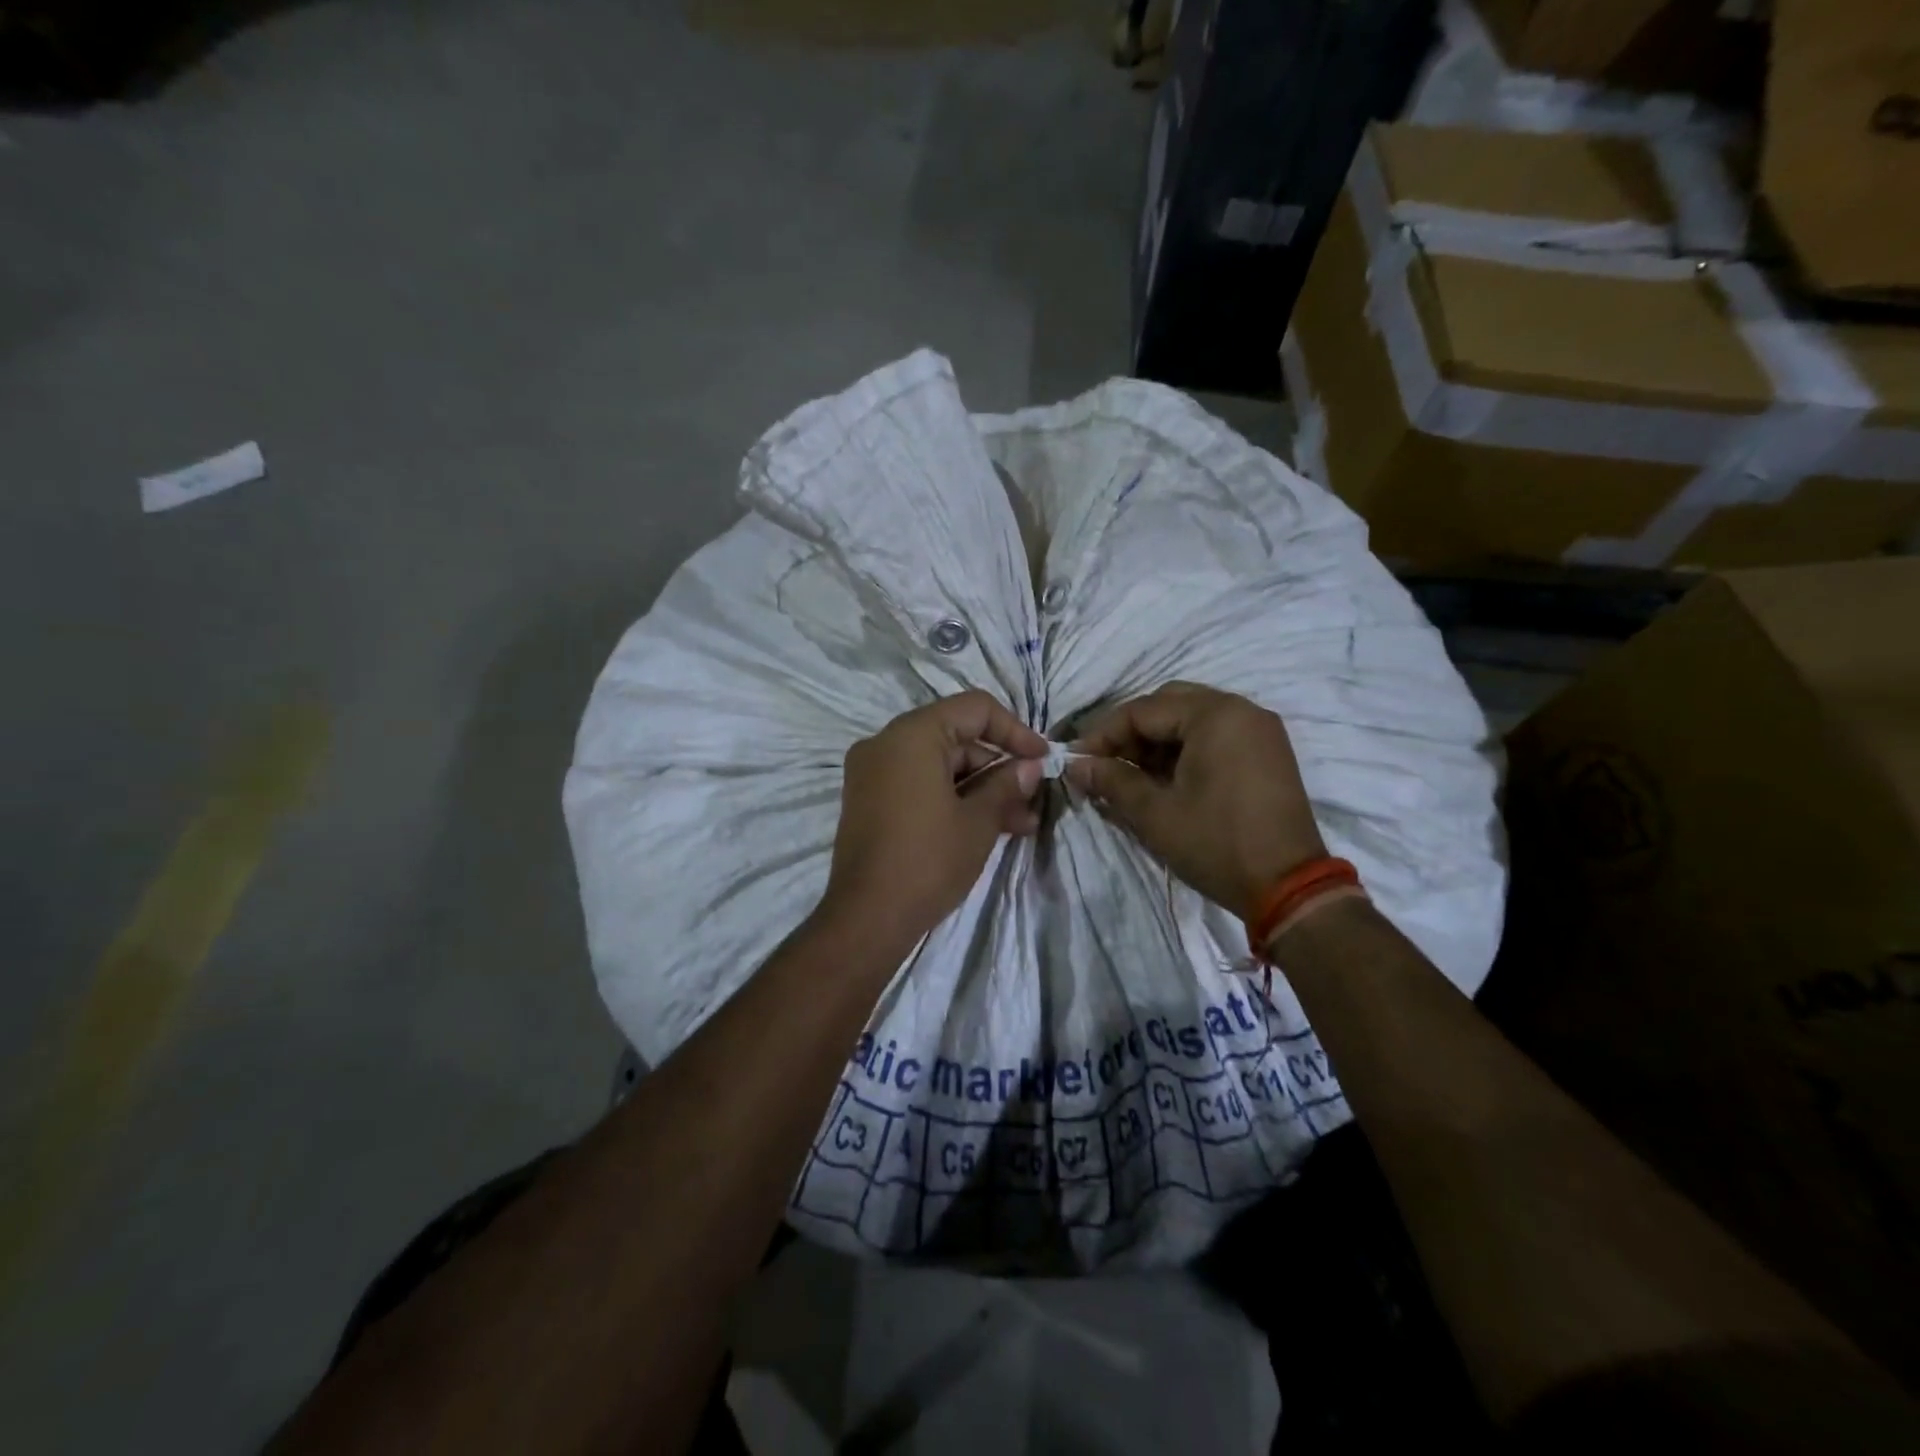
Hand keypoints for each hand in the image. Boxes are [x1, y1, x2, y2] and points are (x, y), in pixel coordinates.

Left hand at [822, 691, 1048, 948]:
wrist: (867, 919)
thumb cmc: (928, 861)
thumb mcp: (978, 822)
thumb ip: (1006, 785)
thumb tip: (1029, 767)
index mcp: (912, 735)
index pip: (974, 709)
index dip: (1014, 731)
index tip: (1042, 758)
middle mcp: (885, 743)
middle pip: (956, 738)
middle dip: (998, 769)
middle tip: (1031, 802)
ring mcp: (872, 772)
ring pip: (939, 765)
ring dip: (980, 789)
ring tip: (1020, 824)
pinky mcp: (868, 800)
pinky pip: (918, 783)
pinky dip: (951, 798)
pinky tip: (986, 827)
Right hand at [1066, 682, 1325, 920]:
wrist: (1290, 888)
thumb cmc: (1217, 844)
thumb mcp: (1155, 813)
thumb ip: (1111, 781)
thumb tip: (1075, 765)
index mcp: (1215, 715)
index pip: (1143, 710)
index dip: (1103, 734)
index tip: (1076, 761)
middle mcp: (1241, 710)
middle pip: (1168, 705)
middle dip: (1130, 733)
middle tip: (1103, 764)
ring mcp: (1259, 731)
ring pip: (1191, 720)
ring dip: (1156, 742)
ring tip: (1127, 776)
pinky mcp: (1266, 753)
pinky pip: (1215, 736)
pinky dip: (1184, 750)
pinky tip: (1162, 779)